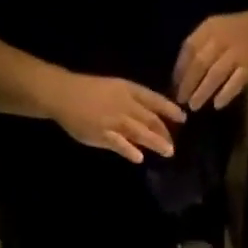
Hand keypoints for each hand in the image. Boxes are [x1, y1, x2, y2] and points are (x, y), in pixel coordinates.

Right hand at [43, 72, 184, 162]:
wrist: (64, 94)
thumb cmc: (89, 91)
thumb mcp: (114, 90)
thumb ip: (131, 105)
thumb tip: (149, 121)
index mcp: (127, 90)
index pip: (154, 99)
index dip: (170, 109)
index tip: (183, 118)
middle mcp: (124, 103)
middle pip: (150, 118)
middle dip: (164, 132)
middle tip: (173, 145)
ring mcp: (113, 119)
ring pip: (139, 131)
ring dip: (155, 142)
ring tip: (167, 152)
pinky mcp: (102, 133)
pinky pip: (119, 143)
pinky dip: (130, 150)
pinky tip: (139, 158)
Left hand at [175, 8, 247, 109]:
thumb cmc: (237, 35)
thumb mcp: (216, 33)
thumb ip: (199, 50)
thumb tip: (180, 77)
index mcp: (210, 28)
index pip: (189, 48)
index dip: (180, 69)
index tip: (174, 86)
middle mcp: (222, 38)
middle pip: (200, 63)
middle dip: (188, 84)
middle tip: (181, 101)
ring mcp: (236, 52)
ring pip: (215, 74)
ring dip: (202, 92)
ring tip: (194, 106)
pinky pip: (235, 82)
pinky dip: (225, 94)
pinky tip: (217, 105)